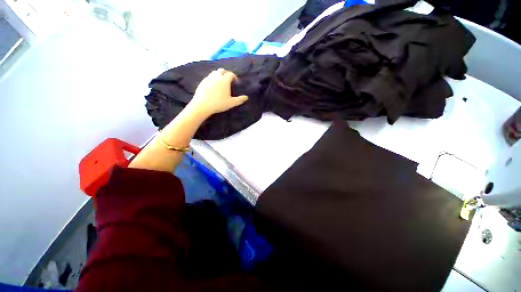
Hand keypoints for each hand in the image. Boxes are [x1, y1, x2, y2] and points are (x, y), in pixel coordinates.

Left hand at [187, 68, 247, 118]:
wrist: (203, 105)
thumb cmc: (219, 103)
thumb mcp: (231, 103)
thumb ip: (239, 100)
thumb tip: (246, 97)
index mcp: (224, 80)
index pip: (231, 74)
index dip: (234, 77)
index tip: (236, 82)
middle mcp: (216, 76)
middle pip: (222, 70)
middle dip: (226, 73)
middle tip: (228, 80)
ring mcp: (208, 78)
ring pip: (214, 72)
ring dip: (219, 75)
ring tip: (221, 82)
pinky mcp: (202, 82)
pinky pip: (209, 77)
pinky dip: (212, 79)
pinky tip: (213, 86)